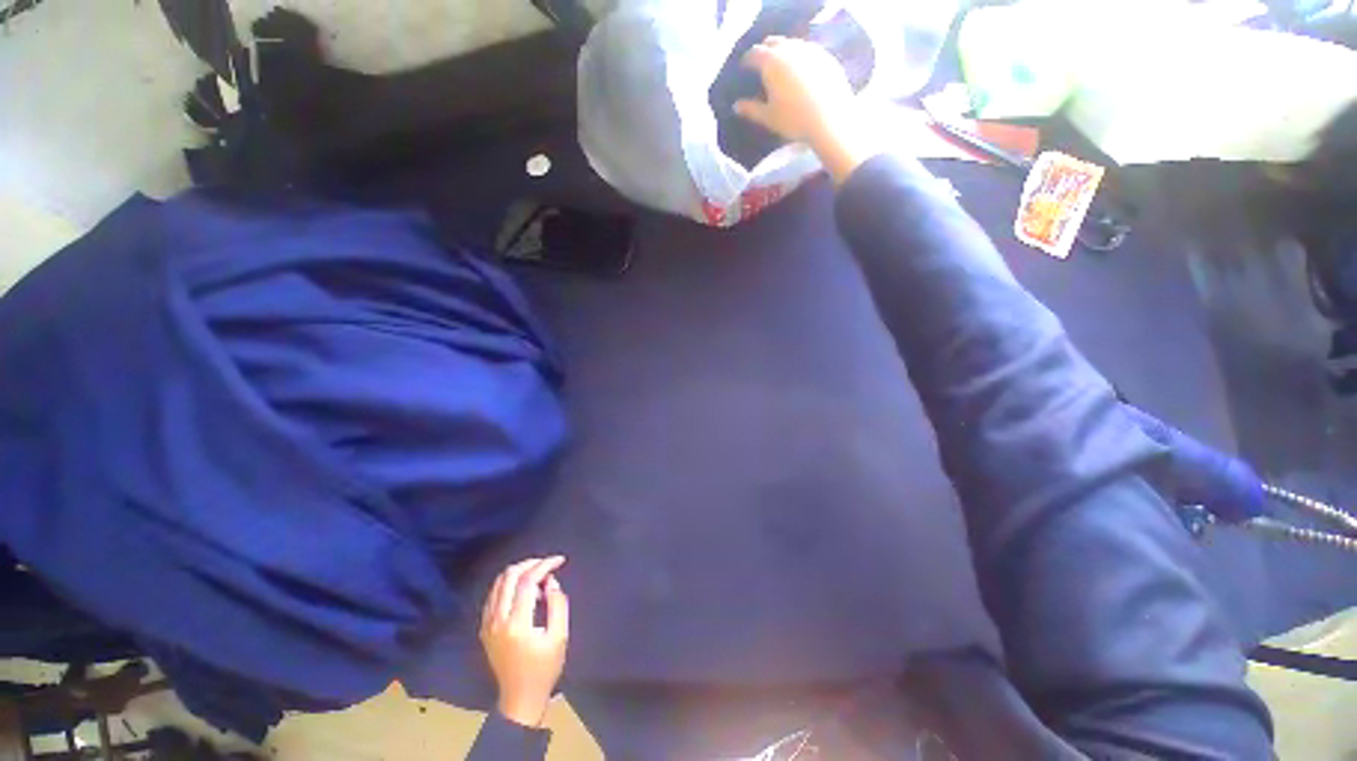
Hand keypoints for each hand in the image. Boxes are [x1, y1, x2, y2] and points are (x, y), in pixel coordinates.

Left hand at [480, 556, 569, 727]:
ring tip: (539, 574)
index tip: (560, 560)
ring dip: (520, 572)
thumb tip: (551, 581)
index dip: (544, 565)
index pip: (527, 582)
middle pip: (509, 576)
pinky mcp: (484, 628)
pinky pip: (494, 594)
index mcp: (517, 624)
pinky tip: (524, 588)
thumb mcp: (559, 637)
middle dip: (531, 563)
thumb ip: (558, 604)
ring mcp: (487, 624)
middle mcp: (497, 621)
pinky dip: (509, 583)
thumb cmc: (544, 669)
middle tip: (548, 564)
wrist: (519, 698)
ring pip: (499, 582)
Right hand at [734, 36, 855, 146]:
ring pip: (792, 44)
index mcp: (771, 62)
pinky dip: (801, 58)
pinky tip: (802, 72)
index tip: (745, 68)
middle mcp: (789, 49)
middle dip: (765, 51)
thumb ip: (751, 109)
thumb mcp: (768, 118)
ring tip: (782, 67)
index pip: (754, 54)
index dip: (747, 60)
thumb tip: (736, 106)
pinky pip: (809, 51)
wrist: (829, 118)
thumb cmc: (793, 119)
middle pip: (773, 42)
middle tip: (762, 64)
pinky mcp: (826, 56)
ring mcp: (810, 50)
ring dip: (784, 52)